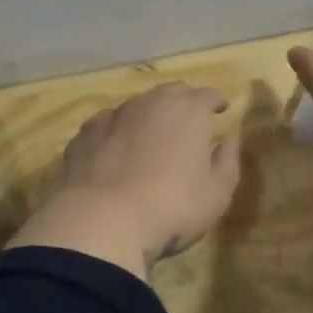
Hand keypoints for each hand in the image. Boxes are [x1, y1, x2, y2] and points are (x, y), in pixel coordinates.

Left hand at [9, 83, 241, 276]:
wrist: (103, 221)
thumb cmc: (172, 207)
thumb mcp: (217, 193)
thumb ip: (227, 162)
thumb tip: (228, 140)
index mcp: (188, 111)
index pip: (207, 95)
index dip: (215, 101)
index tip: (220, 109)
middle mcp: (150, 103)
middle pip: (171, 91)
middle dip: (183, 101)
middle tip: (188, 119)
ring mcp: (114, 116)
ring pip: (136, 105)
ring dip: (147, 115)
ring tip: (150, 135)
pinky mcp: (85, 135)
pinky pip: (106, 125)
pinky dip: (115, 132)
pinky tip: (114, 149)